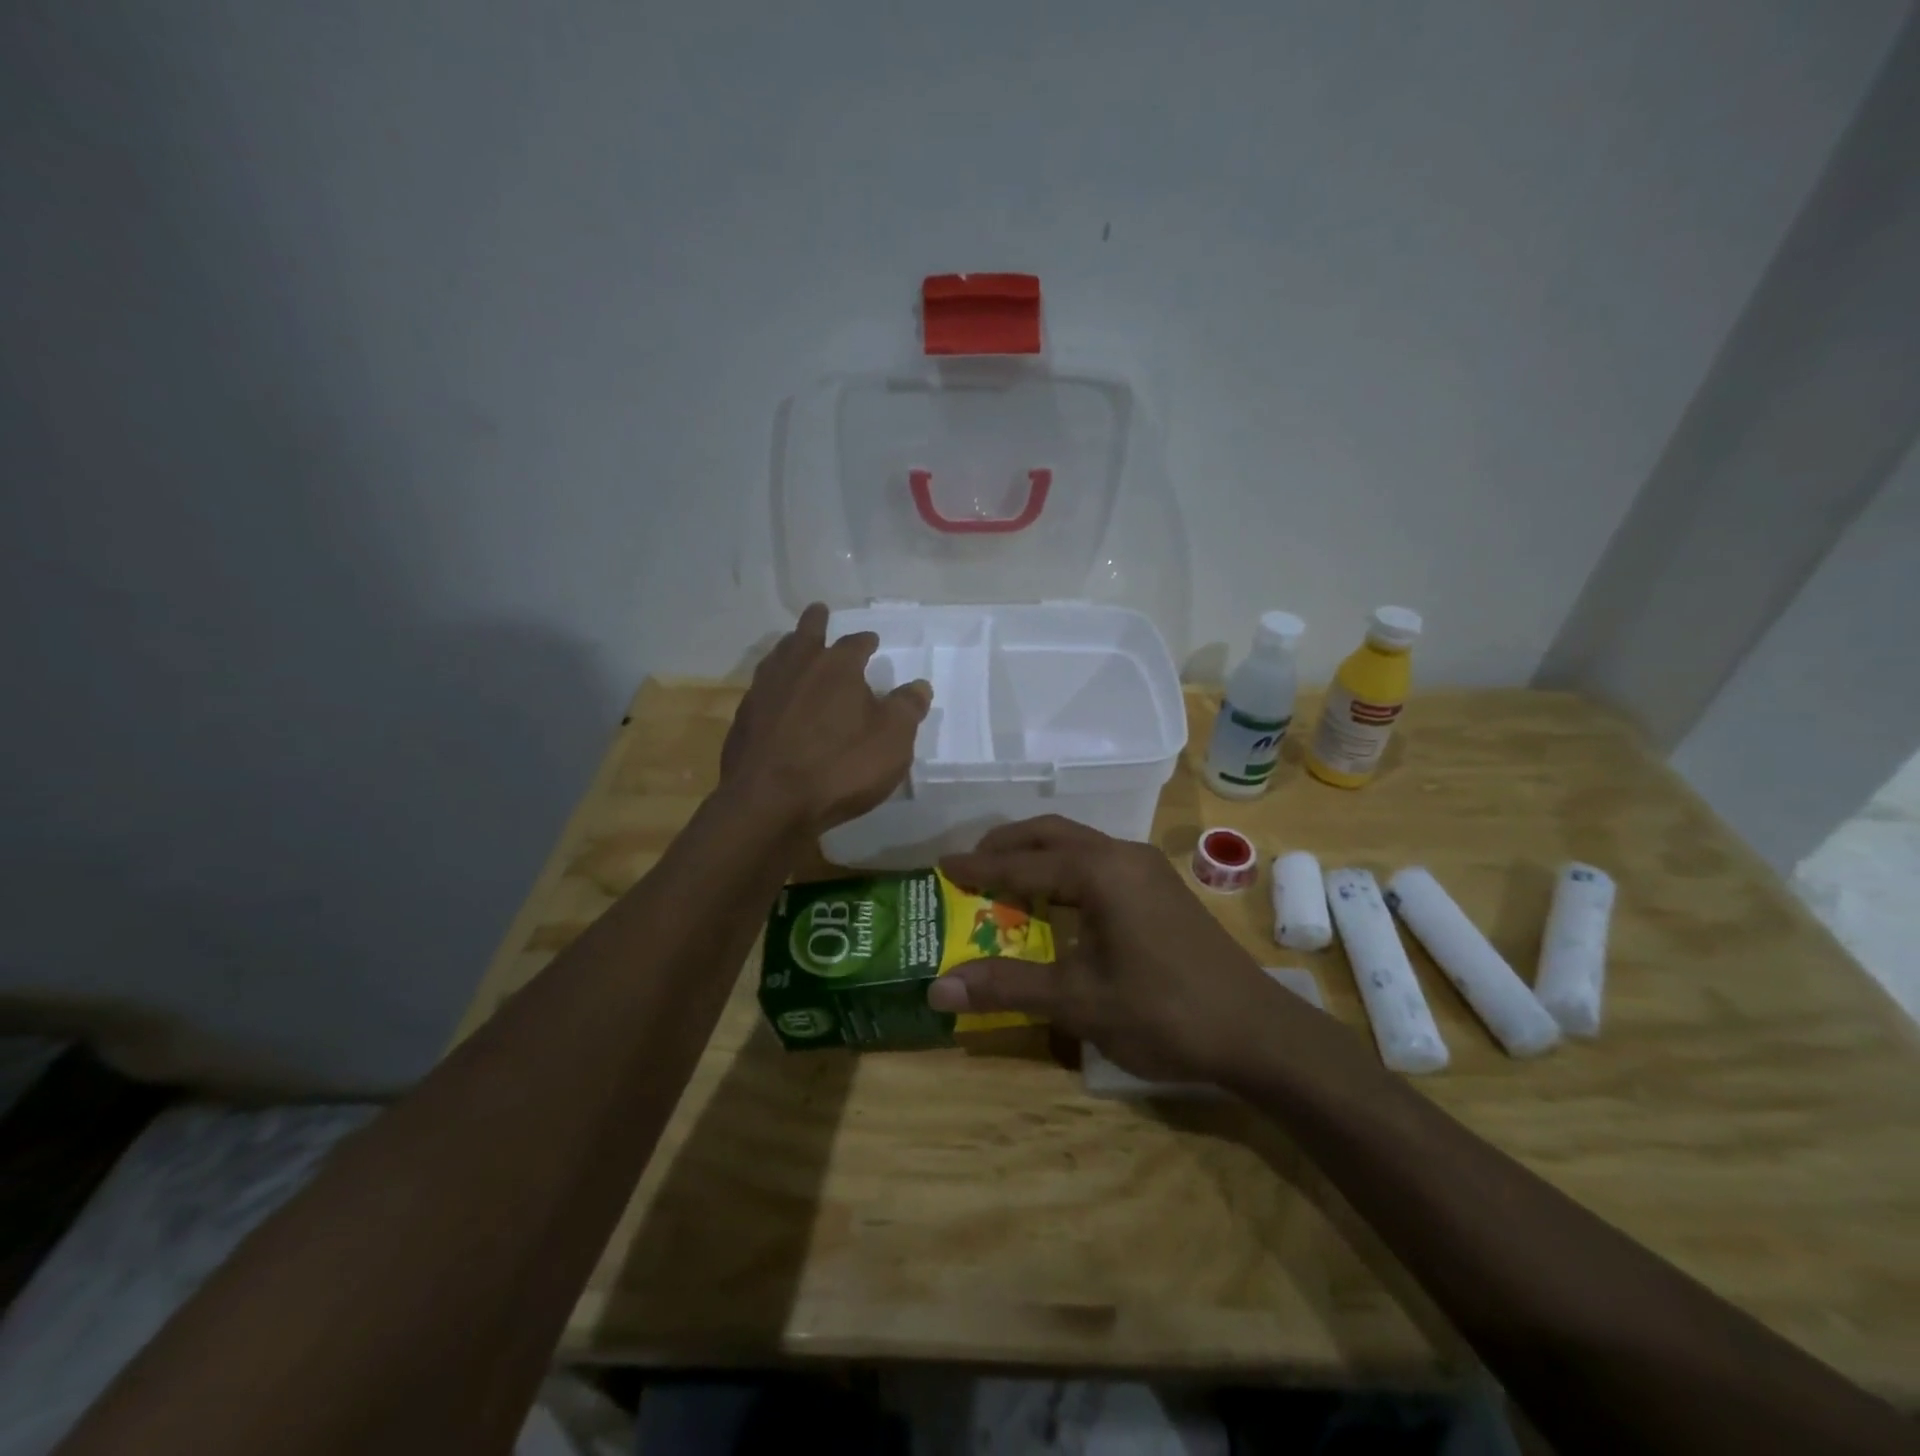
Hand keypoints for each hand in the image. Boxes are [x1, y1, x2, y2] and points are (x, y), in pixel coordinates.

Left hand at [721, 604, 931, 833]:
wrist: (768, 802)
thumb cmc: (840, 767)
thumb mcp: (892, 742)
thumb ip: (907, 709)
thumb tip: (919, 685)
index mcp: (837, 667)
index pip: (855, 643)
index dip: (865, 641)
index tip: (871, 641)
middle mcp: (797, 668)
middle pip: (806, 635)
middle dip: (816, 622)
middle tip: (819, 611)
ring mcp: (764, 691)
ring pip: (778, 656)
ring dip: (789, 647)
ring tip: (794, 646)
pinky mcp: (744, 719)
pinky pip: (762, 688)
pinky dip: (773, 684)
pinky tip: (775, 696)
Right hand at [926, 816, 1300, 1082]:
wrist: (1256, 1032)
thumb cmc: (1162, 1012)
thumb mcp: (1077, 1001)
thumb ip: (1007, 986)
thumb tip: (937, 989)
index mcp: (1100, 870)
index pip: (1023, 863)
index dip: (979, 868)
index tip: (941, 865)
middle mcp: (1122, 855)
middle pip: (1052, 835)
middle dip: (1008, 847)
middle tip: (971, 866)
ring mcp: (1147, 870)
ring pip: (1079, 846)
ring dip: (1039, 857)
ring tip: (1005, 882)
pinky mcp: (1161, 889)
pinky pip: (1099, 863)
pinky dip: (1066, 872)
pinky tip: (1057, 904)